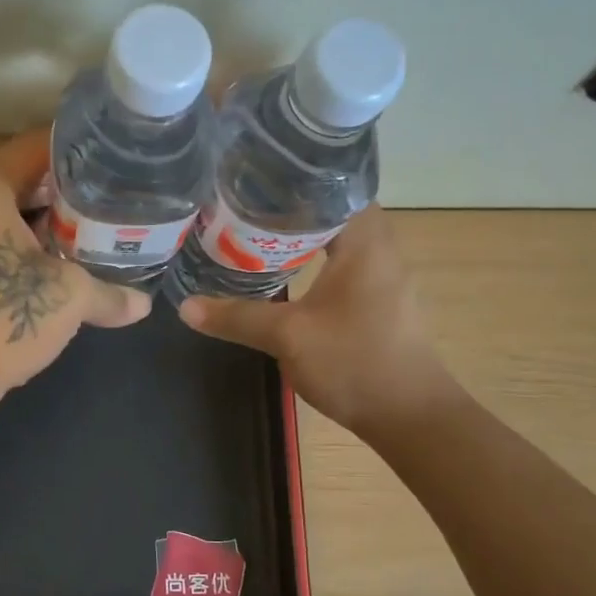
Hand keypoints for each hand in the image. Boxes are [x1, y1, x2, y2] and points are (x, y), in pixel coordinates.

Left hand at [0, 130, 151, 408]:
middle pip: (7, 164)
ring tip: (76, 218)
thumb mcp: (68, 299)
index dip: (74, 144)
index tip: (109, 152)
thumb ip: (110, 294)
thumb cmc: (1, 319)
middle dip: (50, 172)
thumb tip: (144, 305)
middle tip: (94, 185)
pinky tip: (44, 255)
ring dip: (30, 204)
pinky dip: (11, 230)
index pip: (32, 142)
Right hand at [176, 206, 460, 433]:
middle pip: (334, 212)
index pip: (336, 188)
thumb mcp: (288, 337)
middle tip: (246, 206)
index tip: (257, 179)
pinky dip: (315, 263)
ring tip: (257, 234)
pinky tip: (287, 276)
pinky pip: (343, 268)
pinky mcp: (381, 305)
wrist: (410, 417)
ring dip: (304, 238)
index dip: (297, 179)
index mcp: (365, 244)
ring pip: (339, 242)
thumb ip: (237, 317)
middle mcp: (380, 253)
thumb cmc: (354, 362)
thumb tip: (185, 306)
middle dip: (292, 208)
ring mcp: (384, 280)